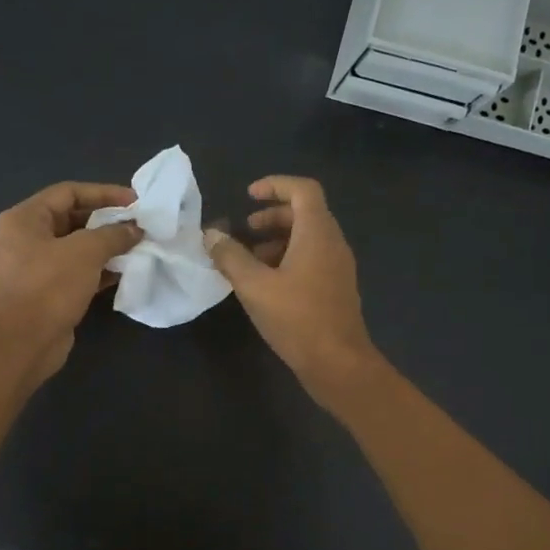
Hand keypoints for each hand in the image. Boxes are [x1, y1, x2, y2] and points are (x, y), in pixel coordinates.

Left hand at [0, 181, 141, 381]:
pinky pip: (78, 271)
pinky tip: (126, 271)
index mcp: (25, 218)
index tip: (135, 201)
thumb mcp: (86, 251)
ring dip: (107, 246)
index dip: (104, 193)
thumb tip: (135, 230)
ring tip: (138, 246)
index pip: (69, 192)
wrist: (26, 341)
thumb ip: (113, 234)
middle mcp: (26, 238)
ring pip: (77, 247)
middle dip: (107, 221)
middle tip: (139, 225)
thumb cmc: (51, 286)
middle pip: (73, 218)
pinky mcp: (48, 291)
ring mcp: (36, 266)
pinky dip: (100, 269)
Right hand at [203, 175, 379, 399]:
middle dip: (272, 217)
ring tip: (248, 262)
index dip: (275, 185)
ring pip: (307, 239)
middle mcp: (333, 244)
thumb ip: (230, 257)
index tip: (249, 196)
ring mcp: (338, 268)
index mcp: (318, 233)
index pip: (303, 190)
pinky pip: (312, 260)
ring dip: (277, 241)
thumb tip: (211, 234)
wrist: (338, 364)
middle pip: (305, 214)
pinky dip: (288, 260)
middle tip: (244, 230)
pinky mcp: (336, 289)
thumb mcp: (254, 286)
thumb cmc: (297, 319)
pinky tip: (265, 286)